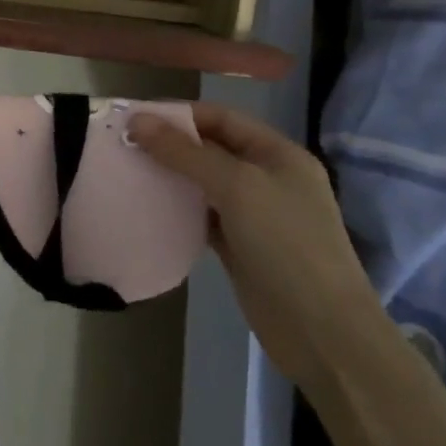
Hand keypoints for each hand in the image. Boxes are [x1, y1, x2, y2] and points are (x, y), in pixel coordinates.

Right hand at [129, 103, 383, 394]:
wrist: (322, 331)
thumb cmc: (286, 244)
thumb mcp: (236, 187)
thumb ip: (184, 153)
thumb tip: (136, 121)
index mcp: (278, 154)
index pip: (222, 118)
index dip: (179, 114)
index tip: (134, 118)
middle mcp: (268, 178)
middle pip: (211, 148)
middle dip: (169, 144)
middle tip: (123, 145)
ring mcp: (255, 214)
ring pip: (203, 183)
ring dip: (170, 176)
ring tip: (128, 171)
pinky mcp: (240, 246)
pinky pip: (201, 215)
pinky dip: (177, 208)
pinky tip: (149, 206)